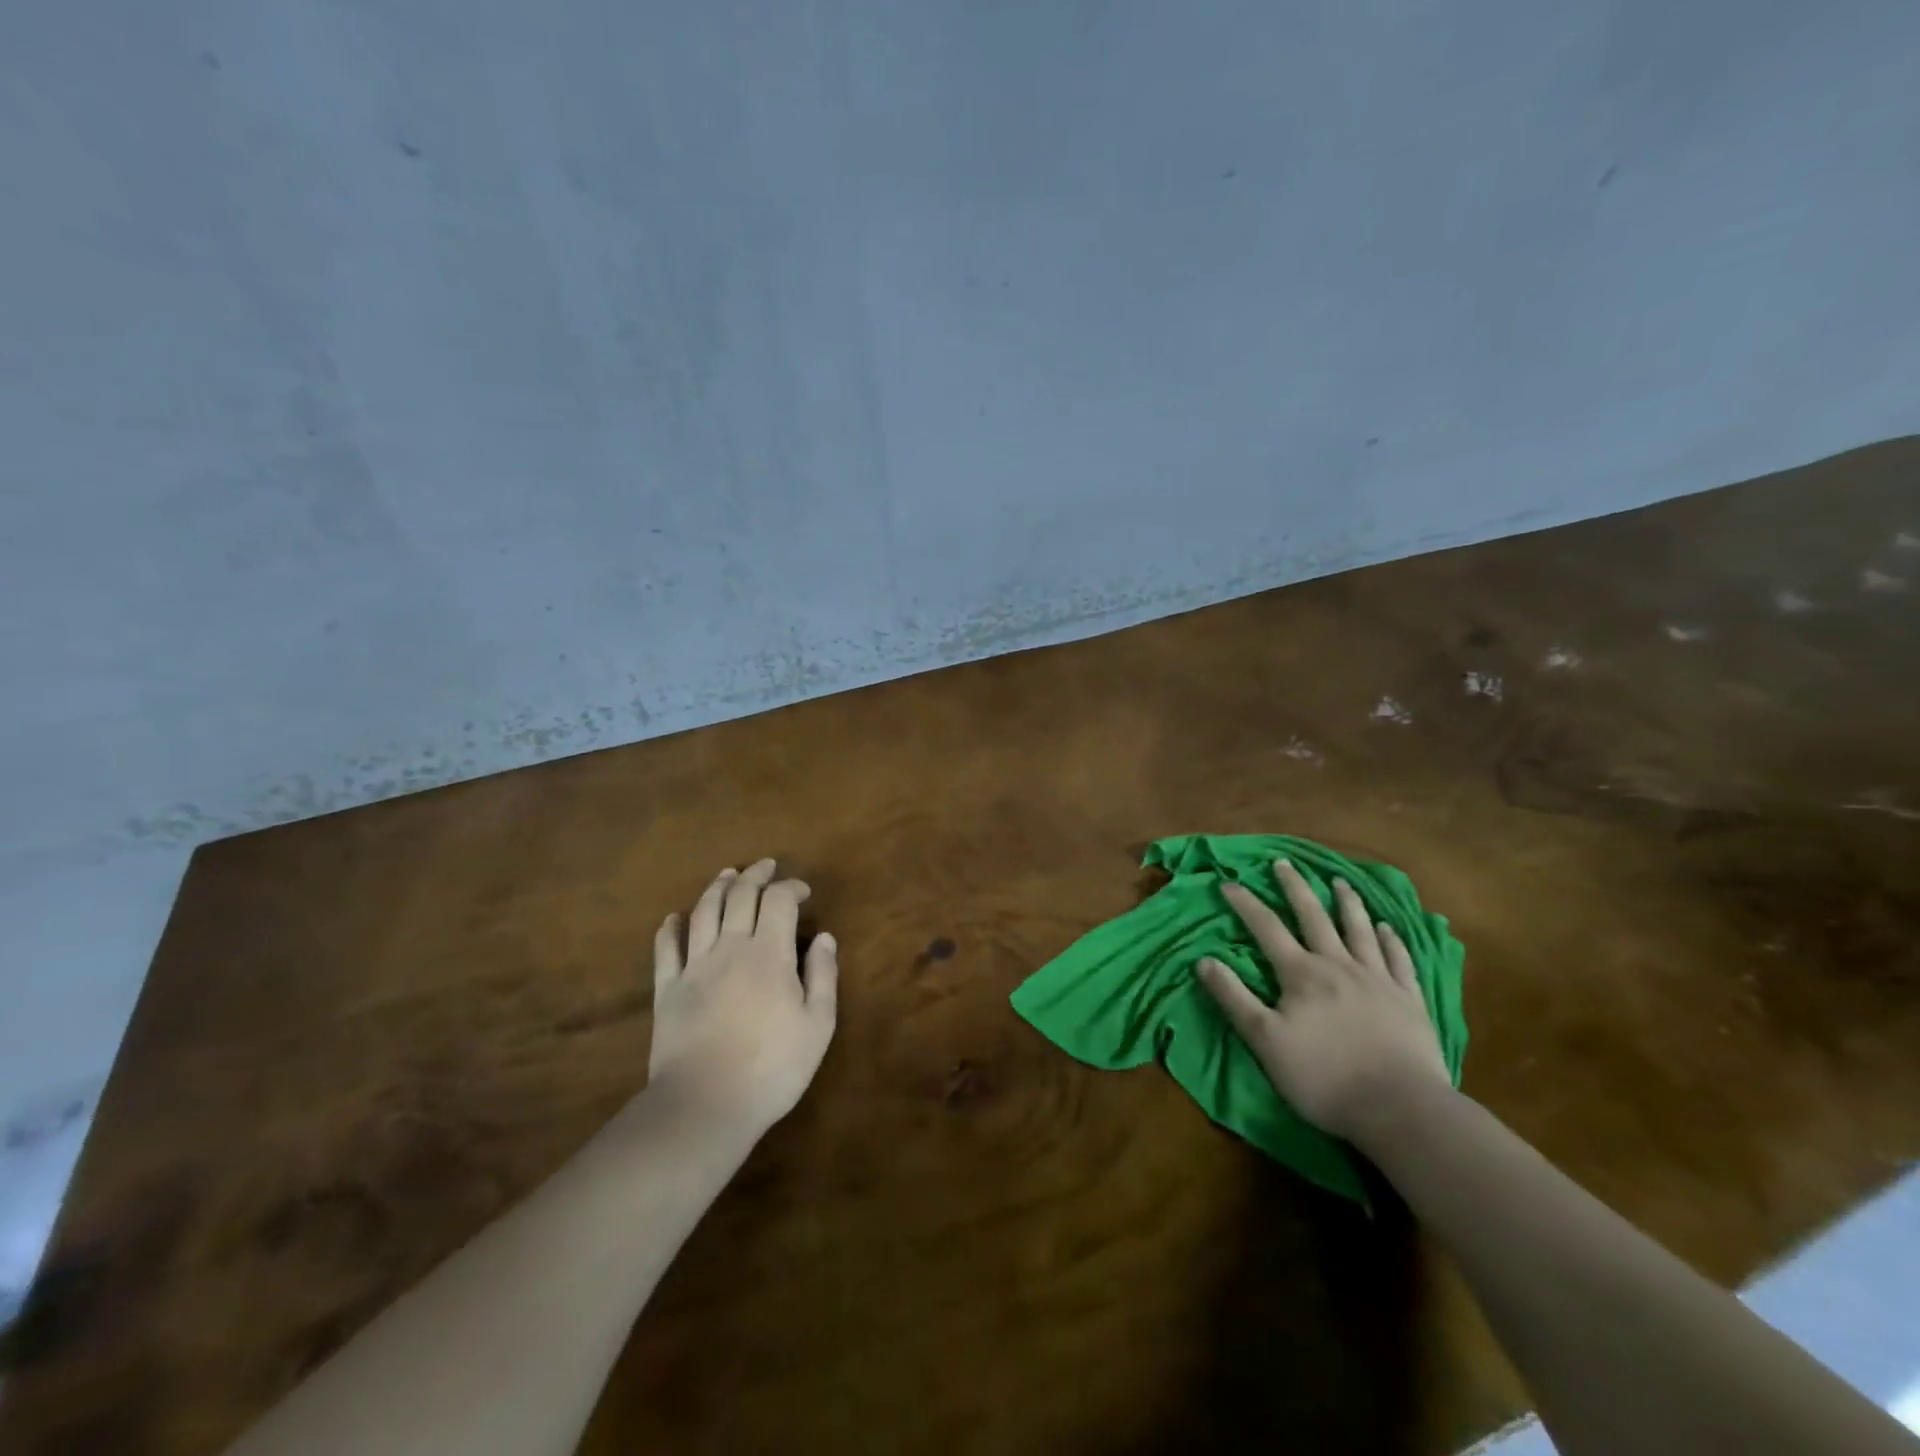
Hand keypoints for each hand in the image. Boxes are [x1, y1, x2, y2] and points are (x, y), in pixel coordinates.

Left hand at [647, 859, 838, 1136]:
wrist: (704, 1106)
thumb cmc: (772, 1068)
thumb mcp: (817, 1025)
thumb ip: (823, 975)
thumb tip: (825, 937)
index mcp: (770, 953)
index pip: (779, 900)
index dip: (791, 887)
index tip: (803, 892)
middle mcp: (730, 947)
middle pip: (740, 895)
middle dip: (755, 875)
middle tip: (766, 866)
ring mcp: (694, 966)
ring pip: (703, 912)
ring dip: (717, 888)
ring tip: (727, 875)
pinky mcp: (666, 989)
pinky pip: (666, 949)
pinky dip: (670, 928)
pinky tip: (674, 918)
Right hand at [1194, 858, 1448, 1140]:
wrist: (1401, 1108)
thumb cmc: (1324, 1076)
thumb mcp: (1264, 1040)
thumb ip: (1234, 998)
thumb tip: (1203, 960)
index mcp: (1301, 974)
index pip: (1267, 928)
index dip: (1245, 904)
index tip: (1228, 883)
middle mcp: (1338, 965)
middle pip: (1314, 917)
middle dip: (1295, 888)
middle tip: (1284, 863)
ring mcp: (1378, 980)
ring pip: (1359, 930)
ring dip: (1347, 903)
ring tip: (1340, 882)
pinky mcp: (1409, 1000)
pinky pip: (1398, 960)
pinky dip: (1390, 940)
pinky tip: (1387, 928)